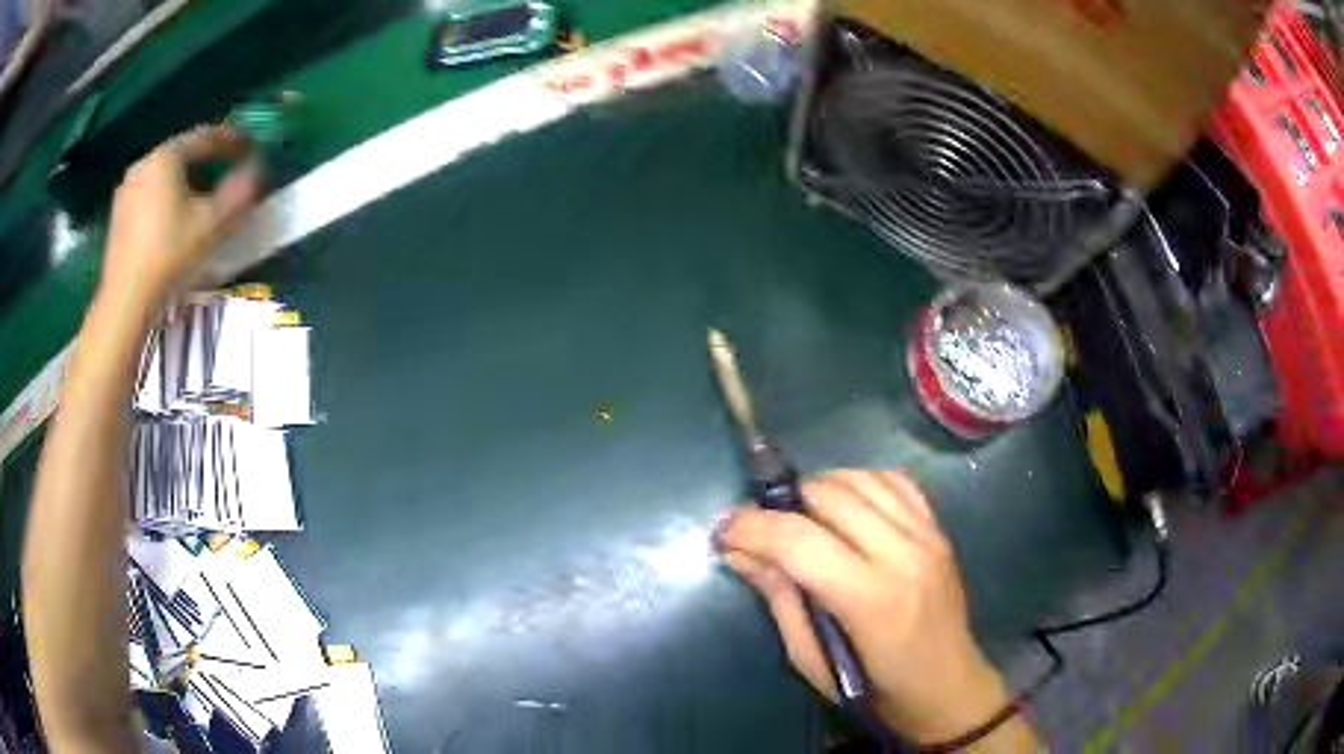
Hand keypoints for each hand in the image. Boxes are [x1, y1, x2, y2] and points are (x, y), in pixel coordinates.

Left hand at [100, 125, 259, 314]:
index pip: (206, 137)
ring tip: (199, 196)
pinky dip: (165, 196)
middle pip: (182, 153)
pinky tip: (173, 217)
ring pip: (164, 174)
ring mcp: (127, 189)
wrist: (125, 302)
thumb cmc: (168, 257)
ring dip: (184, 179)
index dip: (232, 141)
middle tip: (226, 171)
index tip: (250, 148)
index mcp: (167, 156)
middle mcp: (144, 162)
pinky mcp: (118, 214)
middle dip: (206, 160)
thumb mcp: (211, 225)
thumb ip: (239, 193)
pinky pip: (149, 192)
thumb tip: (258, 171)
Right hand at [718, 470, 1019, 744]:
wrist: (948, 686)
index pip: (799, 541)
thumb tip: (739, 553)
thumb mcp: (813, 662)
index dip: (751, 528)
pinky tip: (844, 506)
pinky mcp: (938, 528)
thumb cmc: (877, 690)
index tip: (723, 531)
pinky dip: (860, 481)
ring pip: (860, 478)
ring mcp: (927, 535)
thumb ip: (780, 601)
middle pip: (828, 496)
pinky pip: (894, 480)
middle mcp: (903, 555)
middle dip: (781, 504)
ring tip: (798, 515)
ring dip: (818, 488)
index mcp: (870, 601)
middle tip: (759, 528)